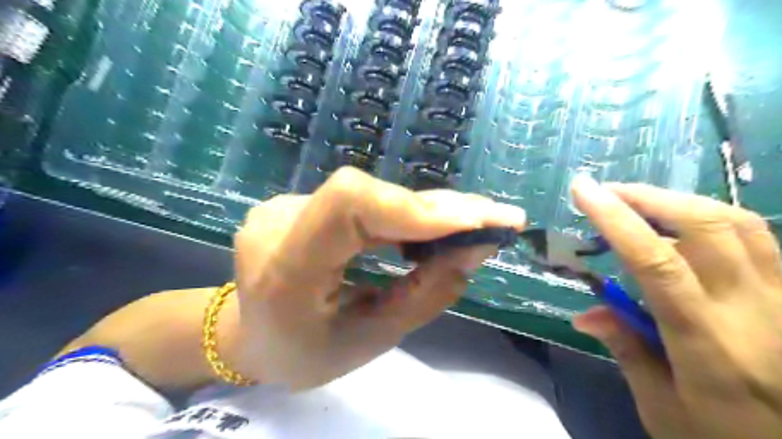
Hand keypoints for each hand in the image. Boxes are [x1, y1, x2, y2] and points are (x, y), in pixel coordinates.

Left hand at [230, 168, 524, 390]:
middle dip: (438, 209)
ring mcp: (282, 206)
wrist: (249, 335)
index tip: (478, 222)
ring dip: (424, 211)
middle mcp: (277, 223)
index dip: (417, 207)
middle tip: (496, 221)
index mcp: (284, 271)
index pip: (349, 207)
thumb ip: (426, 293)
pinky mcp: (297, 202)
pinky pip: (359, 202)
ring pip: (368, 196)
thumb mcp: (371, 339)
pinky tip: (428, 228)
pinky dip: (400, 214)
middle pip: (366, 195)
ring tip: (471, 227)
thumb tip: (476, 247)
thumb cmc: (306, 352)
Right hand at [570, 175, 780, 438]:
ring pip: (738, 223)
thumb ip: (625, 350)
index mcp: (707, 343)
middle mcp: (753, 310)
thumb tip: (585, 314)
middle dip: (648, 197)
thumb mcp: (662, 408)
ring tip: (639, 200)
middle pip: (705, 227)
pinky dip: (711, 216)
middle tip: (606, 192)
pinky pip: (756, 237)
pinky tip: (683, 221)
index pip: (657, 263)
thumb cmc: (724, 438)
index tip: (583, 190)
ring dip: (679, 200)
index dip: (616, 220)